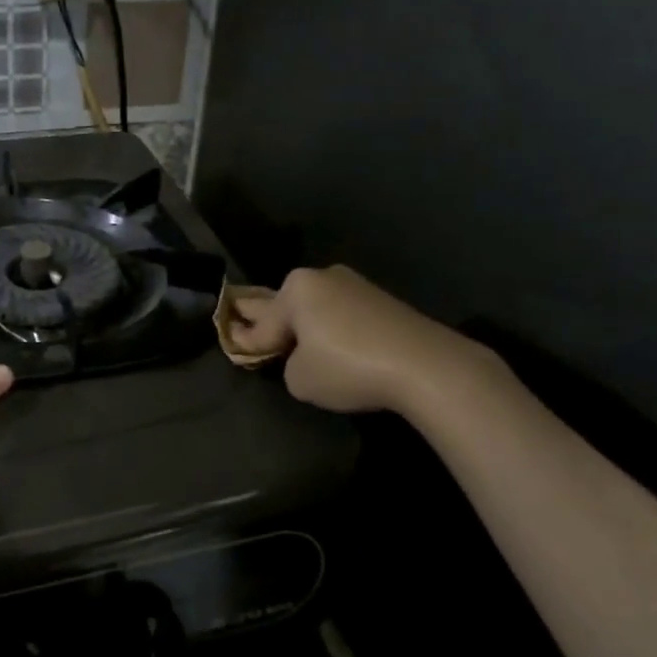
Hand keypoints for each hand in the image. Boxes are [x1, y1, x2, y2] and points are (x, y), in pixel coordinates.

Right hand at [228, 265, 495, 416]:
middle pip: (288, 305)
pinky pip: (343, 316)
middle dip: (275, 322)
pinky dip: (335, 331)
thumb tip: (303, 359)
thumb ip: (288, 366)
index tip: (232, 344)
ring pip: (317, 309)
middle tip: (258, 336)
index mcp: (296, 288)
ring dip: (308, 327)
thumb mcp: (298, 379)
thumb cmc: (347, 368)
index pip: (262, 322)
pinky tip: (335, 349)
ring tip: (299, 349)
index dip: (245, 340)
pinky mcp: (383, 301)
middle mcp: (323, 277)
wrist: (424, 365)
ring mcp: (356, 286)